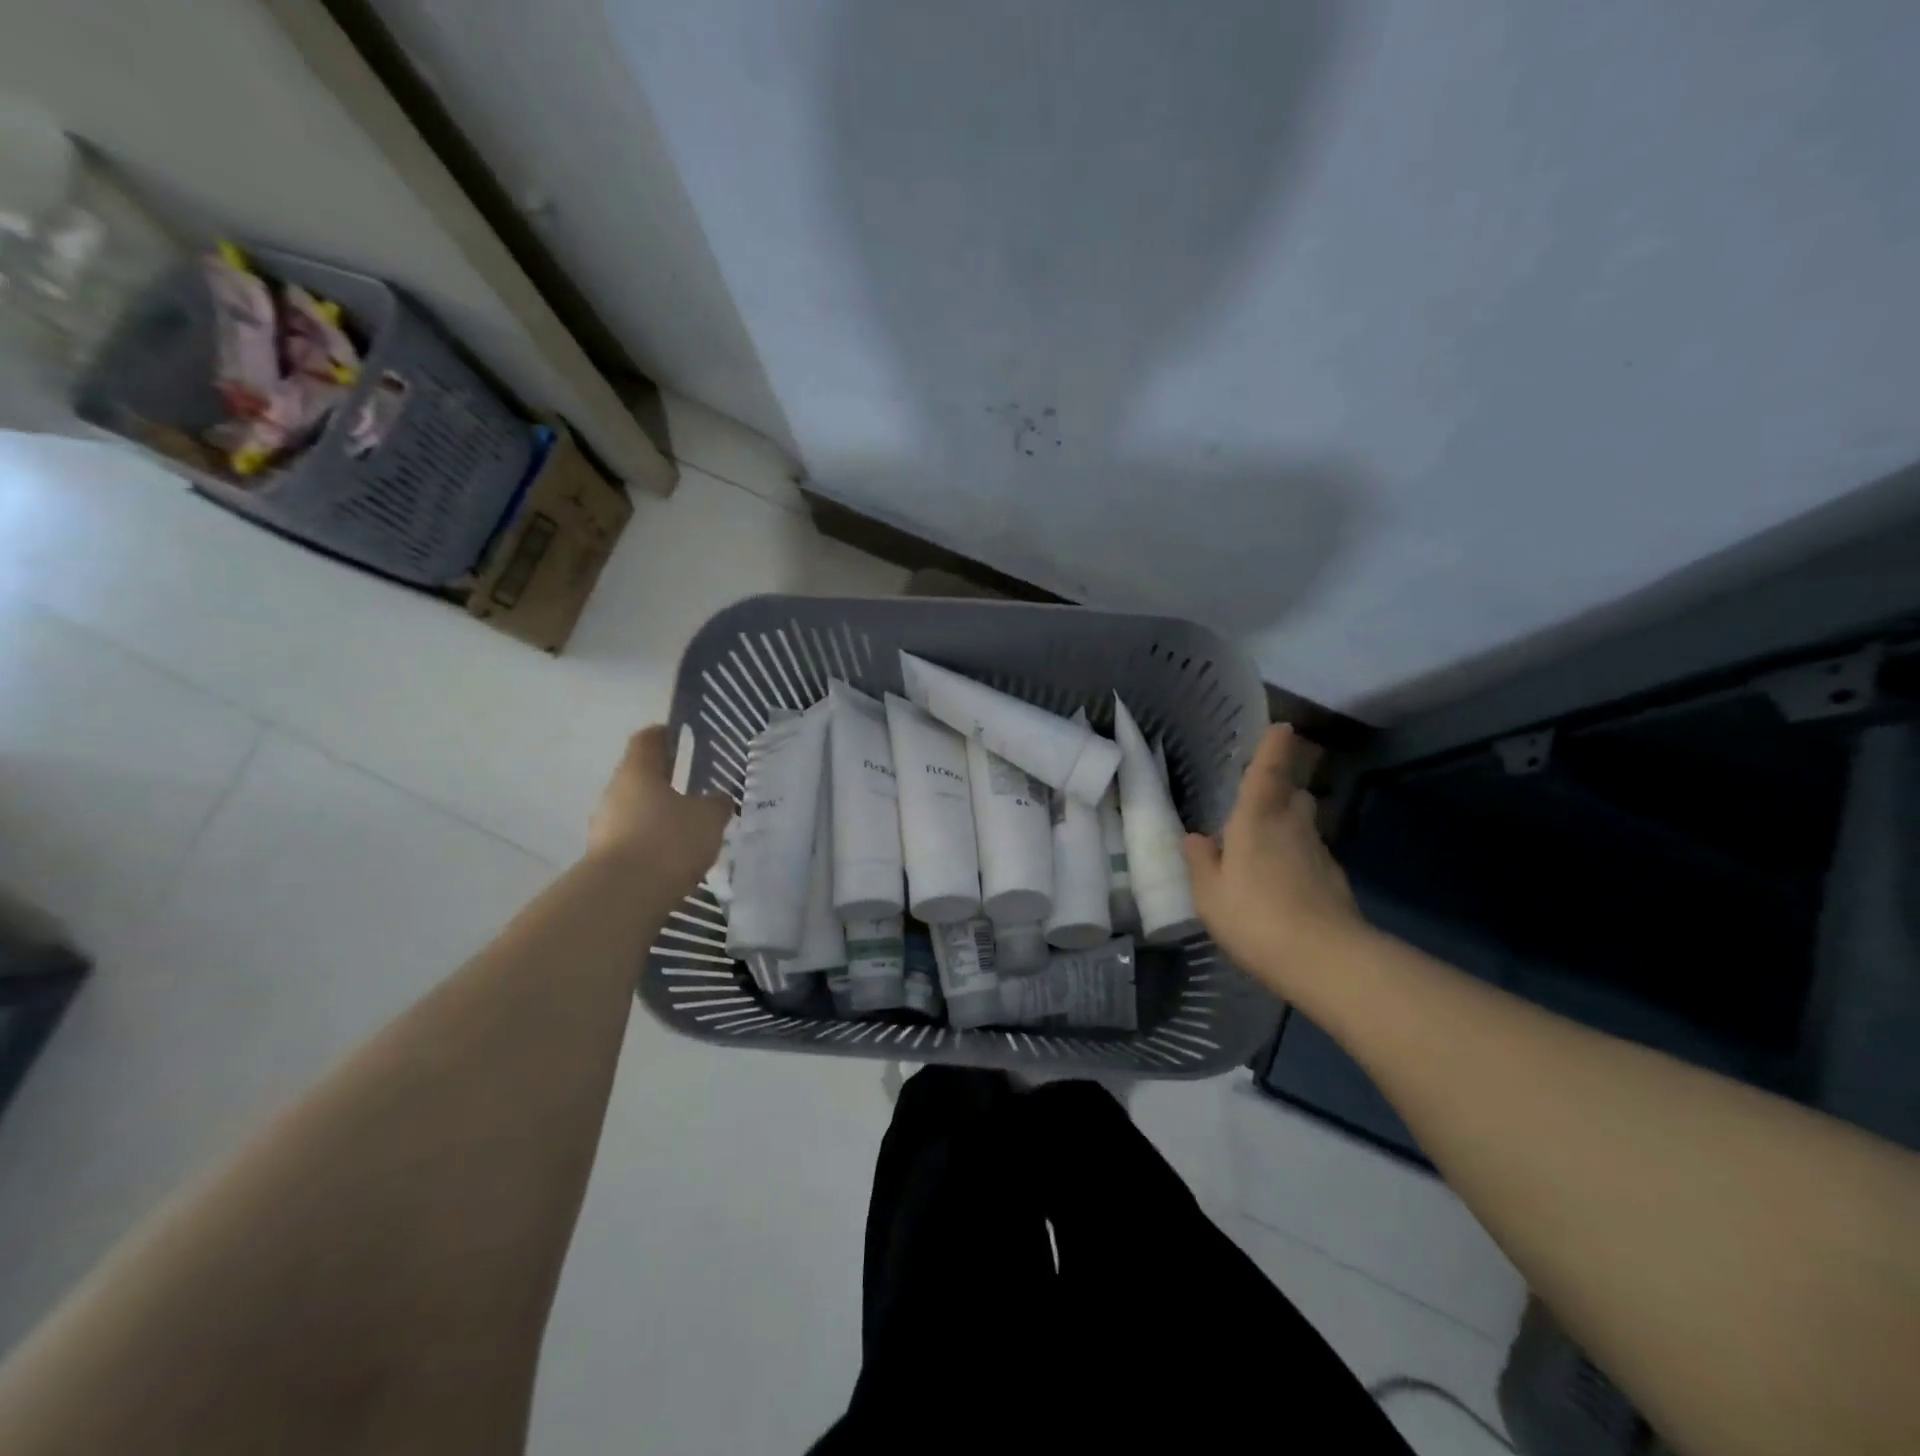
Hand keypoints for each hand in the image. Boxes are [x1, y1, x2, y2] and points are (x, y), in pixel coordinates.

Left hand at [587, 726, 733, 896]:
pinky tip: (674, 858)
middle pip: (640, 777)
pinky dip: (652, 843)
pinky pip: (633, 840)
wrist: (622, 897)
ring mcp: (604, 826)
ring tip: (688, 829)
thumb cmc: (668, 841)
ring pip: (635, 810)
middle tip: (694, 788)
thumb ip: (717, 804)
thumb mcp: (708, 819)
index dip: (664, 734)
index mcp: (638, 771)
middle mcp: (615, 792)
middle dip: (665, 781)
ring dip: (658, 815)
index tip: (680, 736)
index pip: (647, 740)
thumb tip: (718, 799)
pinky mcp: (605, 858)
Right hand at [1183, 723, 1364, 999]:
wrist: (1326, 960)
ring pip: (1303, 826)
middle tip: (1258, 802)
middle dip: (1281, 790)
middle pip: (1293, 795)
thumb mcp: (1209, 894)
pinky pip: (1310, 857)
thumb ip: (1201, 862)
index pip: (1268, 771)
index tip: (1283, 726)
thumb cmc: (1255, 916)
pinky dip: (1297, 860)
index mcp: (1257, 819)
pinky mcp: (1334, 882)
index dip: (1274, 747)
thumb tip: (1196, 838)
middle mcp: (1292, 827)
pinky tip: (1281, 887)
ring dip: (1288, 827)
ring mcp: (1319, 854)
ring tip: (1263, 850)